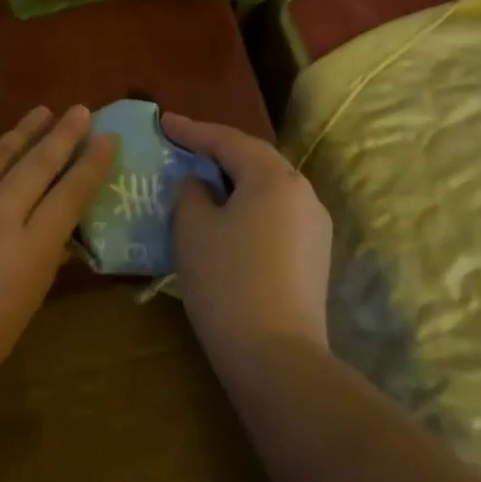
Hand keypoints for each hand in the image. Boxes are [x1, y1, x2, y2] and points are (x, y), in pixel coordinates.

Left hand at [0, 106, 116, 435]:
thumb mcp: (16, 318)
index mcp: (26, 253)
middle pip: (37, 165)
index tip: (108, 138)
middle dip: (64, 135)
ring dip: (21, 132)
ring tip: (40, 113)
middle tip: (80, 110)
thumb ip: (38, 269)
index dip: (92, 163)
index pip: (70, 195)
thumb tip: (57, 239)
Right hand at [163, 113, 332, 376]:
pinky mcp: (316, 255)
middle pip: (254, 158)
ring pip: (268, 186)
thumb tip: (201, 185)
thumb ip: (192, 193)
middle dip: (217, 150)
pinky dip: (250, 205)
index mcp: (273, 176)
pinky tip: (229, 218)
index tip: (164, 121)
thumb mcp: (194, 229)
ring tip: (204, 179)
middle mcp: (302, 191)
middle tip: (184, 145)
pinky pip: (277, 213)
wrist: (278, 359)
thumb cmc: (228, 282)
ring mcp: (315, 225)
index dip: (192, 130)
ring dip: (236, 179)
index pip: (228, 140)